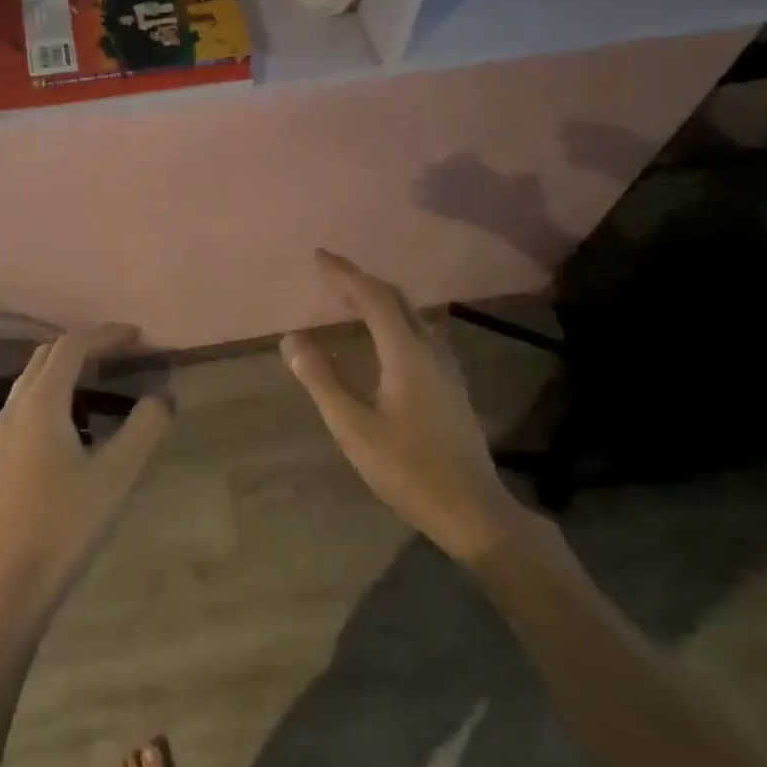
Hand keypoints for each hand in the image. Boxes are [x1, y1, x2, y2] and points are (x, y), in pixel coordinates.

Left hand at [0, 325, 171, 620]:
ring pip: (34, 380)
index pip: (71, 347)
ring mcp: (2, 433)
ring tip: (106, 384)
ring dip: (68, 370)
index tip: (137, 337)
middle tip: (123, 354)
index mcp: (40, 404)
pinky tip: (79, 425)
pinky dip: (56, 395)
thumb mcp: (117, 474)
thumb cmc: (67, 523)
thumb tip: (164, 396)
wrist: (13, 581)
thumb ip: (144, 428)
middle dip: (86, 347)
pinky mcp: (1, 456)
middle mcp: (15, 408)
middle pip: (47, 356)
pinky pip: (28, 404)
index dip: (105, 335)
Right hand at [282, 251, 525, 561]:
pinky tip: (384, 337)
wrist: (473, 510)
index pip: (373, 297)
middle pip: (397, 299)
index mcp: (406, 353)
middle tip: (330, 273)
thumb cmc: (408, 469)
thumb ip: (322, 380)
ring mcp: (446, 367)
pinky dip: (394, 319)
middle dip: (362, 280)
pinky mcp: (451, 385)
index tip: (319, 256)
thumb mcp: (353, 428)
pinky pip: (419, 332)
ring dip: (380, 299)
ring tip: (351, 298)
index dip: (345, 273)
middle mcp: (430, 350)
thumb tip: (293, 340)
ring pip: (412, 315)